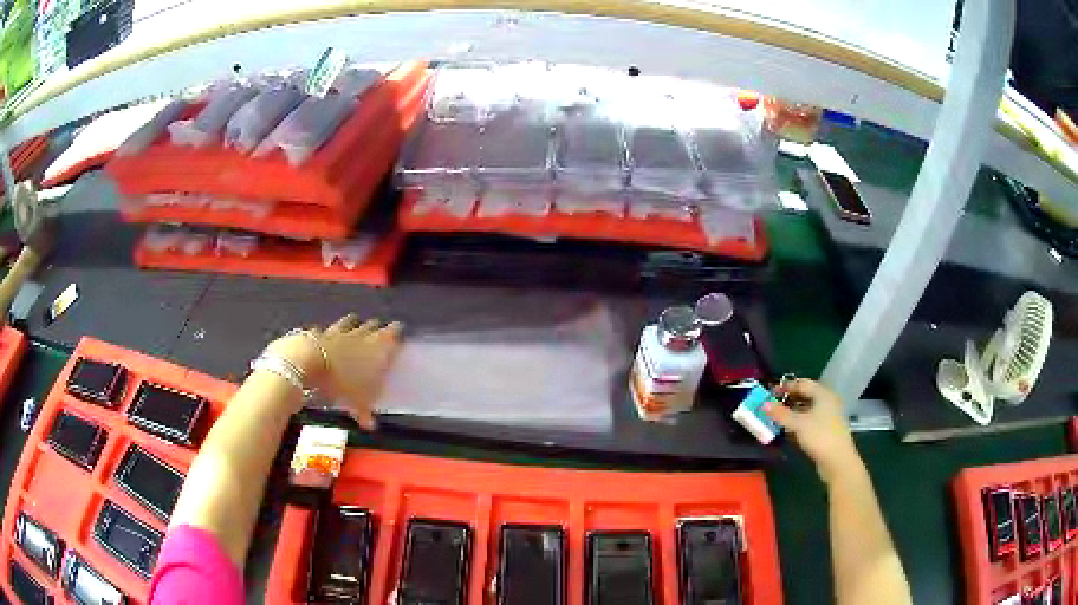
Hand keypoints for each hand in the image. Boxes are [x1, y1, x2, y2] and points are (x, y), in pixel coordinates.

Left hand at [266, 314, 401, 428]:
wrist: (307, 362)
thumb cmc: (339, 382)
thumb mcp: (356, 403)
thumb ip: (364, 412)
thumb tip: (371, 425)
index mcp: (375, 350)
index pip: (390, 336)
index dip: (395, 332)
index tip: (398, 328)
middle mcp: (358, 337)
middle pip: (371, 327)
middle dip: (376, 327)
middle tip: (379, 327)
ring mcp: (337, 332)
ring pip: (349, 324)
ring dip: (353, 323)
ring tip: (355, 320)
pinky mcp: (318, 333)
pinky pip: (326, 330)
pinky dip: (328, 332)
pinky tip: (325, 333)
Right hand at [766, 379, 860, 481]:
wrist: (838, 460)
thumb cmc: (819, 436)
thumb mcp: (798, 424)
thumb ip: (781, 414)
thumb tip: (764, 405)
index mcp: (823, 394)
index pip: (803, 384)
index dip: (786, 386)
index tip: (771, 392)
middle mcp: (828, 401)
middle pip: (806, 395)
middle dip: (789, 399)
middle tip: (774, 404)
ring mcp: (829, 416)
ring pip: (809, 408)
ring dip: (794, 411)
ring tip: (779, 417)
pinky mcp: (828, 429)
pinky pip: (811, 419)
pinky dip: (800, 421)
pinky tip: (790, 429)